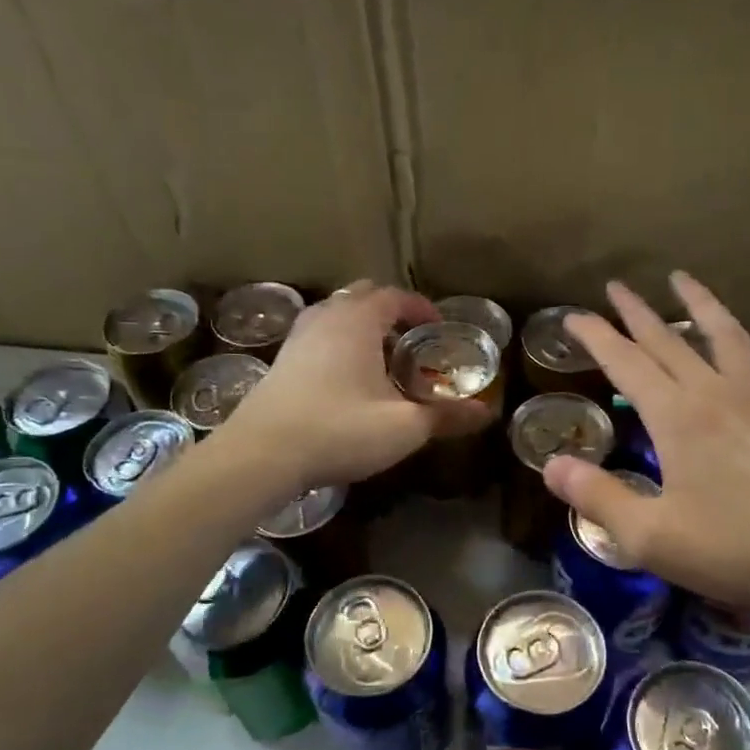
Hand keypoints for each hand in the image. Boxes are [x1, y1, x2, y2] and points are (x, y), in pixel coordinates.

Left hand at [220, 282, 491, 491]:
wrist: (261, 454)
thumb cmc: (339, 430)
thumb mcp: (403, 427)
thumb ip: (446, 416)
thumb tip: (487, 413)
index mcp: (358, 320)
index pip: (395, 296)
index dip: (421, 309)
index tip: (439, 329)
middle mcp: (326, 316)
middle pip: (362, 296)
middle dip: (390, 312)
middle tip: (411, 342)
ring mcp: (298, 337)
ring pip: (336, 315)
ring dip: (362, 327)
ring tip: (381, 359)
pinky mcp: (280, 360)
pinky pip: (318, 336)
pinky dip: (339, 344)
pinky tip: (347, 379)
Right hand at [543, 272, 749, 619]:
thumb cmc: (730, 550)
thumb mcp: (648, 534)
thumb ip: (597, 496)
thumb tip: (551, 465)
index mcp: (676, 419)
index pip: (626, 364)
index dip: (596, 338)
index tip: (573, 317)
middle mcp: (716, 399)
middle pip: (670, 343)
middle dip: (638, 313)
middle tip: (617, 287)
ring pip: (729, 341)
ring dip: (704, 308)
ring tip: (684, 281)